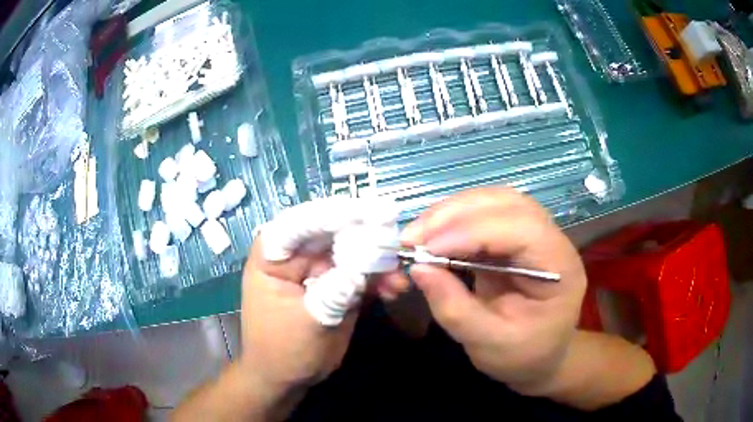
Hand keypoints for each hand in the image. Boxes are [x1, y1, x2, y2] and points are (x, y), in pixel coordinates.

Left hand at [240, 198, 408, 392]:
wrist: (287, 379)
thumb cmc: (284, 352)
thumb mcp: (309, 323)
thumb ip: (336, 292)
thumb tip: (369, 263)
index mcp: (273, 254)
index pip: (303, 221)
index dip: (338, 214)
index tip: (375, 213)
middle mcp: (295, 253)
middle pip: (333, 230)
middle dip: (367, 235)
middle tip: (398, 240)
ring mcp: (318, 267)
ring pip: (352, 250)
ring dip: (377, 259)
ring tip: (398, 275)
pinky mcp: (336, 282)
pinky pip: (360, 271)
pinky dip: (378, 278)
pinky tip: (394, 288)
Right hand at [402, 188, 586, 392]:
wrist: (540, 358)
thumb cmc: (522, 356)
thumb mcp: (488, 344)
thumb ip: (455, 308)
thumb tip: (418, 268)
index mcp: (559, 267)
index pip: (521, 229)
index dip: (472, 232)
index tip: (426, 250)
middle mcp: (551, 239)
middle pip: (506, 203)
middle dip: (455, 214)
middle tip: (413, 237)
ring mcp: (533, 233)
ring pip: (492, 201)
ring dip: (450, 212)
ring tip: (418, 234)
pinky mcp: (512, 237)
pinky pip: (482, 214)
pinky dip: (452, 220)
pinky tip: (431, 235)